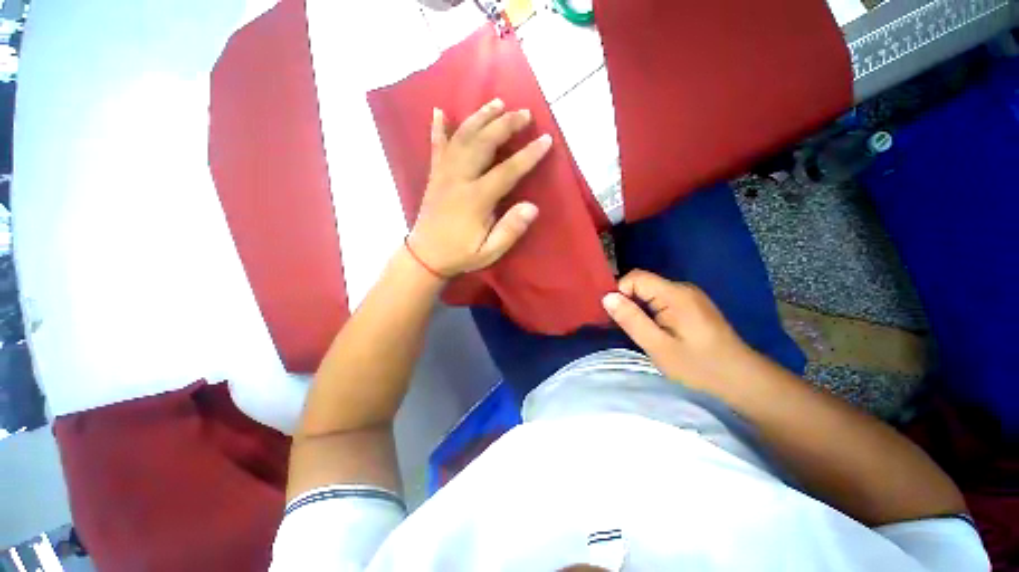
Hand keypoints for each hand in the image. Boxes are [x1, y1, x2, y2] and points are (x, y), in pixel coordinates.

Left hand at [407, 99, 552, 276]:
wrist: (425, 256)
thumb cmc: (460, 255)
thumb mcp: (489, 252)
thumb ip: (510, 230)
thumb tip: (532, 207)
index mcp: (476, 199)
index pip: (507, 171)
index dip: (528, 155)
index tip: (546, 139)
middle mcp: (459, 179)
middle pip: (483, 143)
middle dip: (505, 124)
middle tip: (524, 112)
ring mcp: (444, 174)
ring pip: (462, 137)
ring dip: (480, 117)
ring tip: (497, 102)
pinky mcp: (434, 175)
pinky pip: (436, 147)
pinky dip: (438, 128)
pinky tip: (439, 111)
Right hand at [602, 270, 761, 392]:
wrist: (743, 381)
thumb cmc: (699, 367)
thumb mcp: (658, 346)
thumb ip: (631, 319)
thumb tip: (607, 297)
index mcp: (675, 294)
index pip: (635, 277)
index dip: (620, 292)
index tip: (617, 317)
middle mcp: (683, 288)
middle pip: (643, 283)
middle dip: (628, 302)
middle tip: (628, 329)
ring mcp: (690, 296)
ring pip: (651, 292)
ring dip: (639, 308)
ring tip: (641, 332)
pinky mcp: (693, 306)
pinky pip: (663, 300)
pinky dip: (652, 311)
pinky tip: (656, 331)